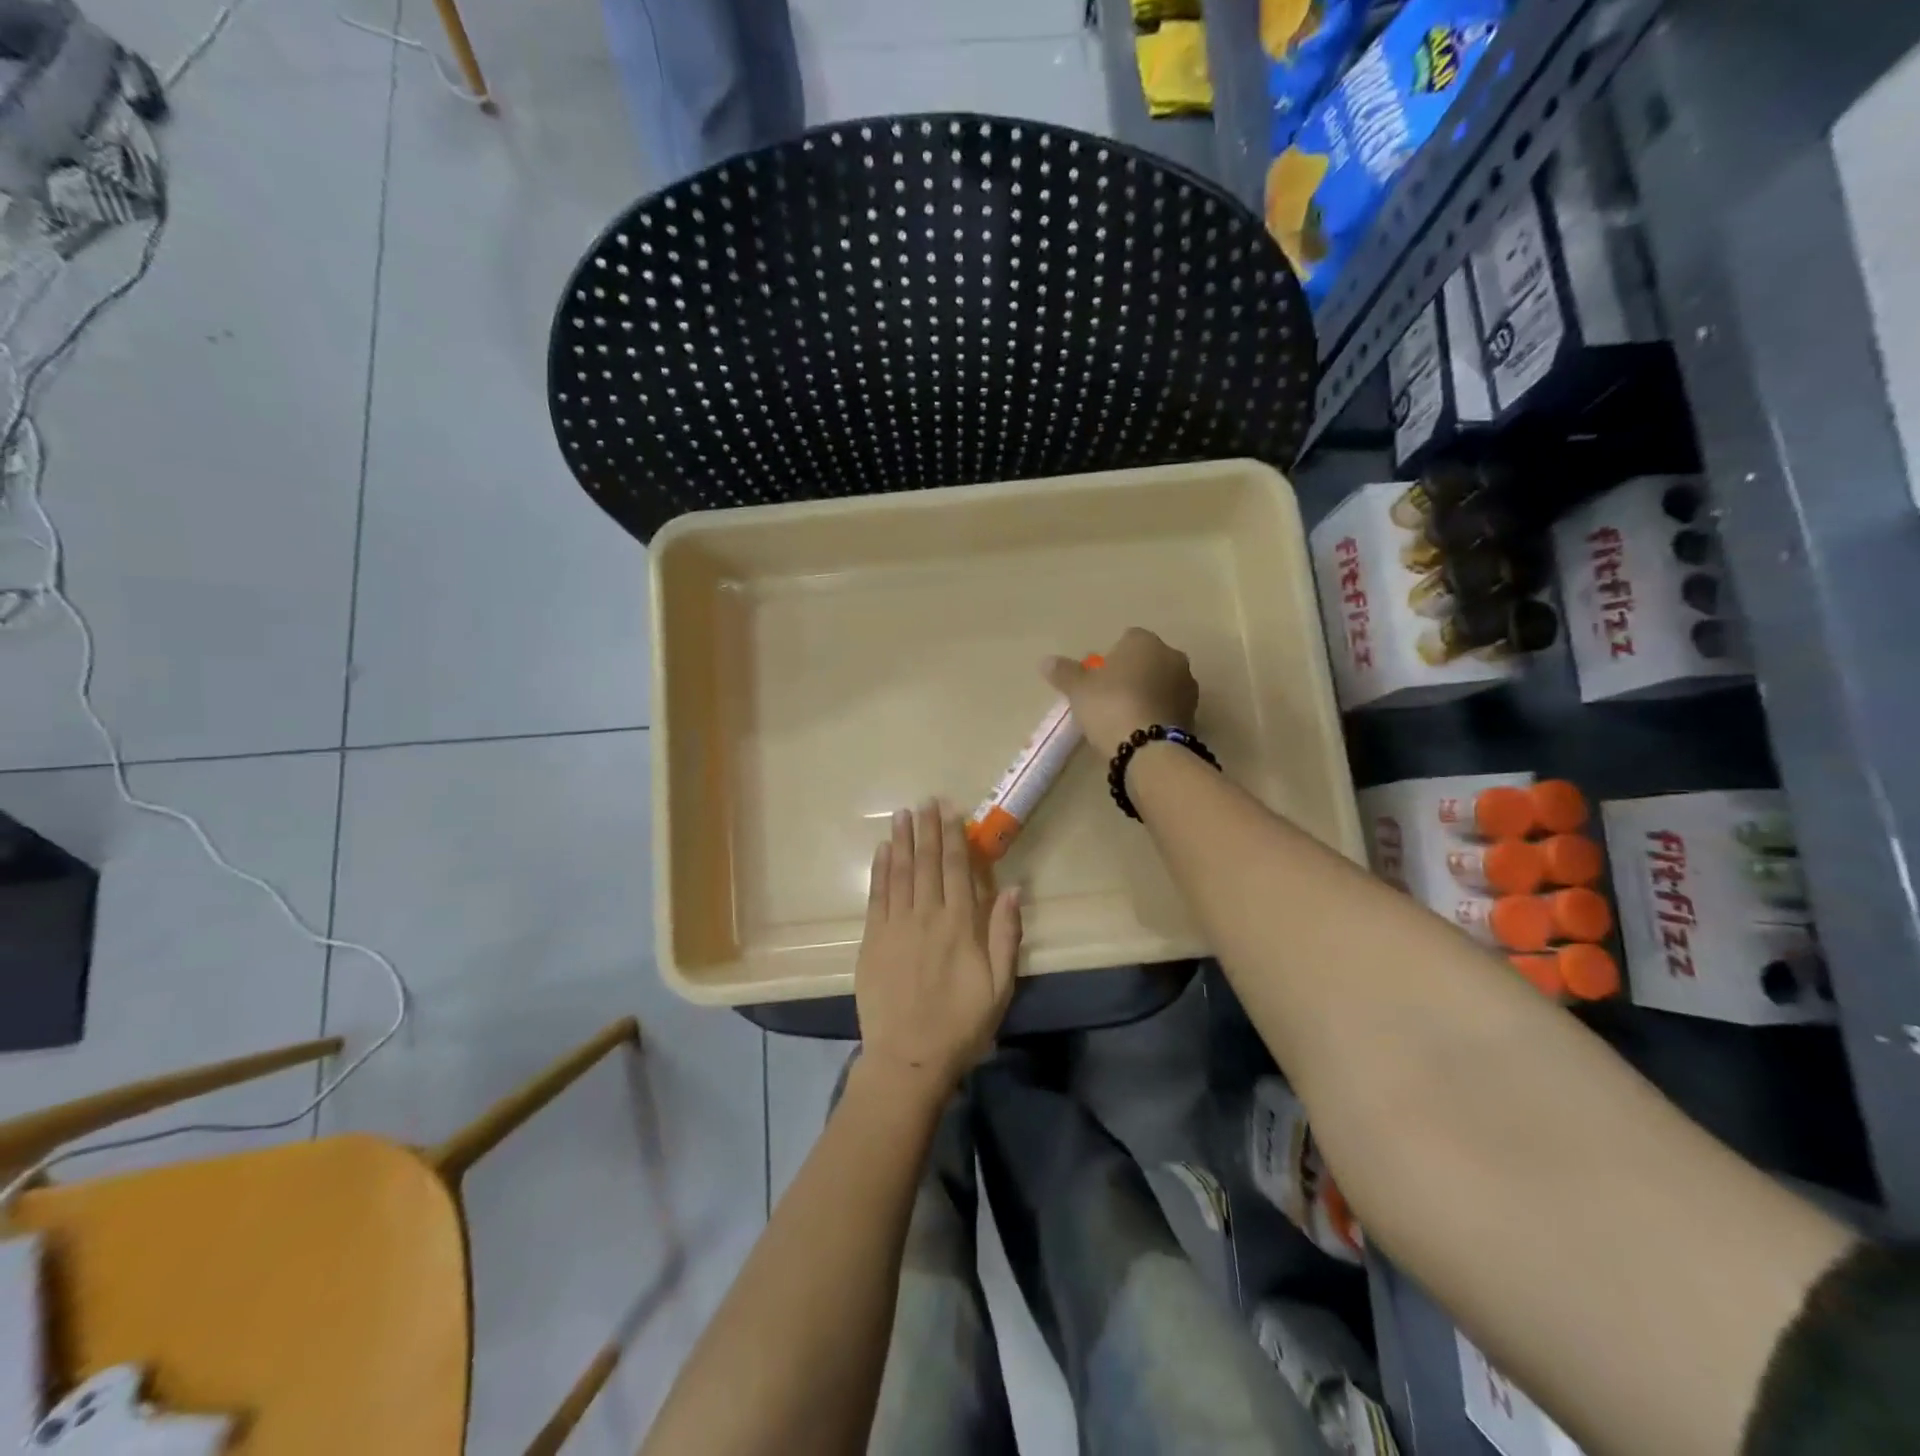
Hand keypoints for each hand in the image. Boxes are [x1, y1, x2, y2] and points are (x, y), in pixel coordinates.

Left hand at [855, 801, 1021, 1099]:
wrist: (908, 1057)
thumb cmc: (961, 1024)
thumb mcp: (1000, 986)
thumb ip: (1006, 935)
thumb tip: (1011, 889)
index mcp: (960, 925)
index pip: (957, 869)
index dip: (954, 837)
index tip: (950, 810)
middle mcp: (926, 916)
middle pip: (927, 863)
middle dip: (927, 830)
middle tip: (925, 801)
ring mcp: (895, 926)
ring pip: (900, 873)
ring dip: (902, 841)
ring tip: (903, 814)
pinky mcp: (872, 940)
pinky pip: (876, 895)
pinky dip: (880, 870)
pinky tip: (883, 850)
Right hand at [1041, 627, 1198, 758]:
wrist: (1147, 748)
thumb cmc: (1109, 705)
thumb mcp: (1078, 689)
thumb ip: (1064, 672)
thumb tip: (1046, 661)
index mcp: (1145, 641)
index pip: (1127, 638)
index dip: (1111, 658)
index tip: (1097, 679)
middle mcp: (1172, 656)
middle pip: (1147, 660)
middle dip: (1132, 674)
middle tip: (1109, 698)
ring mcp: (1187, 686)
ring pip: (1161, 683)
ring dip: (1147, 693)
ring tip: (1125, 717)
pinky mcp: (1194, 714)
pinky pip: (1169, 706)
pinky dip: (1157, 713)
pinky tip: (1141, 730)